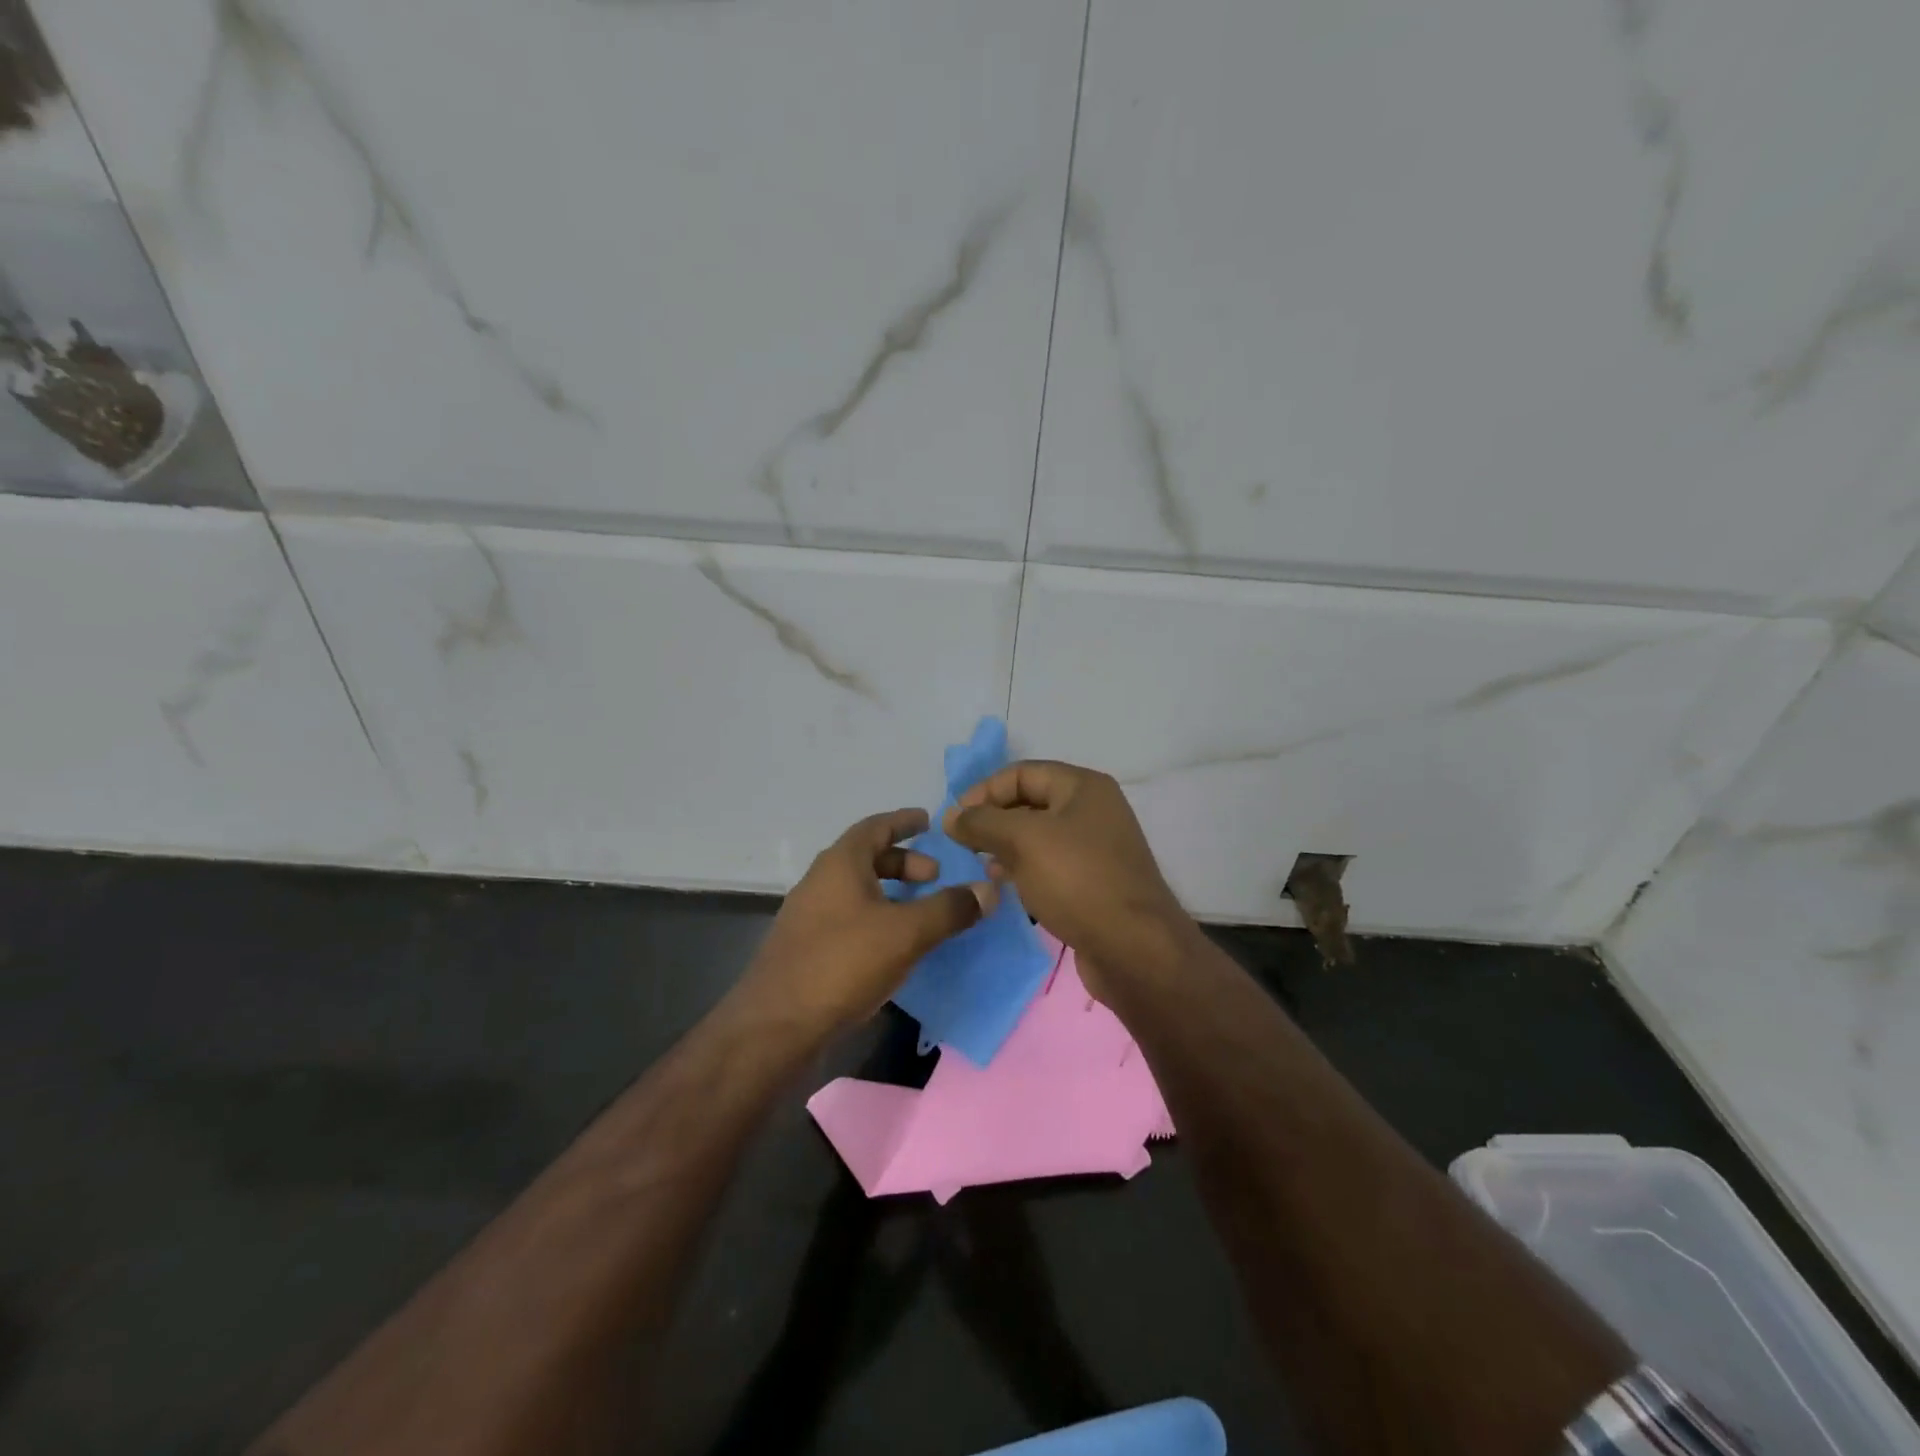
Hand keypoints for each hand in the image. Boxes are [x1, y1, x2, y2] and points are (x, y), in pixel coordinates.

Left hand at [740, 808, 993, 1032]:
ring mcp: (809, 915)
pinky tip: (893, 946)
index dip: (903, 821)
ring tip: (920, 913)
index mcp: (840, 863)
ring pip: (857, 890)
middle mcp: (820, 881)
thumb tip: (989, 889)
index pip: (875, 826)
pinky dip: (876, 917)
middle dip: (903, 862)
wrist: (776, 1025)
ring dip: (890, 893)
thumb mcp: (906, 933)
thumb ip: (949, 909)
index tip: (928, 821)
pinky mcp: (806, 947)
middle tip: (934, 876)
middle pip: (866, 858)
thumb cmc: (843, 963)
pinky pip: (848, 917)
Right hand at [944, 761, 1191, 989]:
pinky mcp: (1093, 882)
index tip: (954, 820)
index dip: (984, 790)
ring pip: (1038, 835)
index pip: (1021, 772)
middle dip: (993, 819)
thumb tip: (951, 816)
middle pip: (1030, 802)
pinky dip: (1024, 868)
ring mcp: (1096, 848)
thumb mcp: (1023, 841)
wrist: (1133, 949)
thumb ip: (982, 822)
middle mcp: (1093, 810)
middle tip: (962, 843)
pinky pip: (1050, 863)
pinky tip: (1004, 884)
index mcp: (1083, 787)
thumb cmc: (1077, 881)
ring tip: (979, 864)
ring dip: (1005, 845)